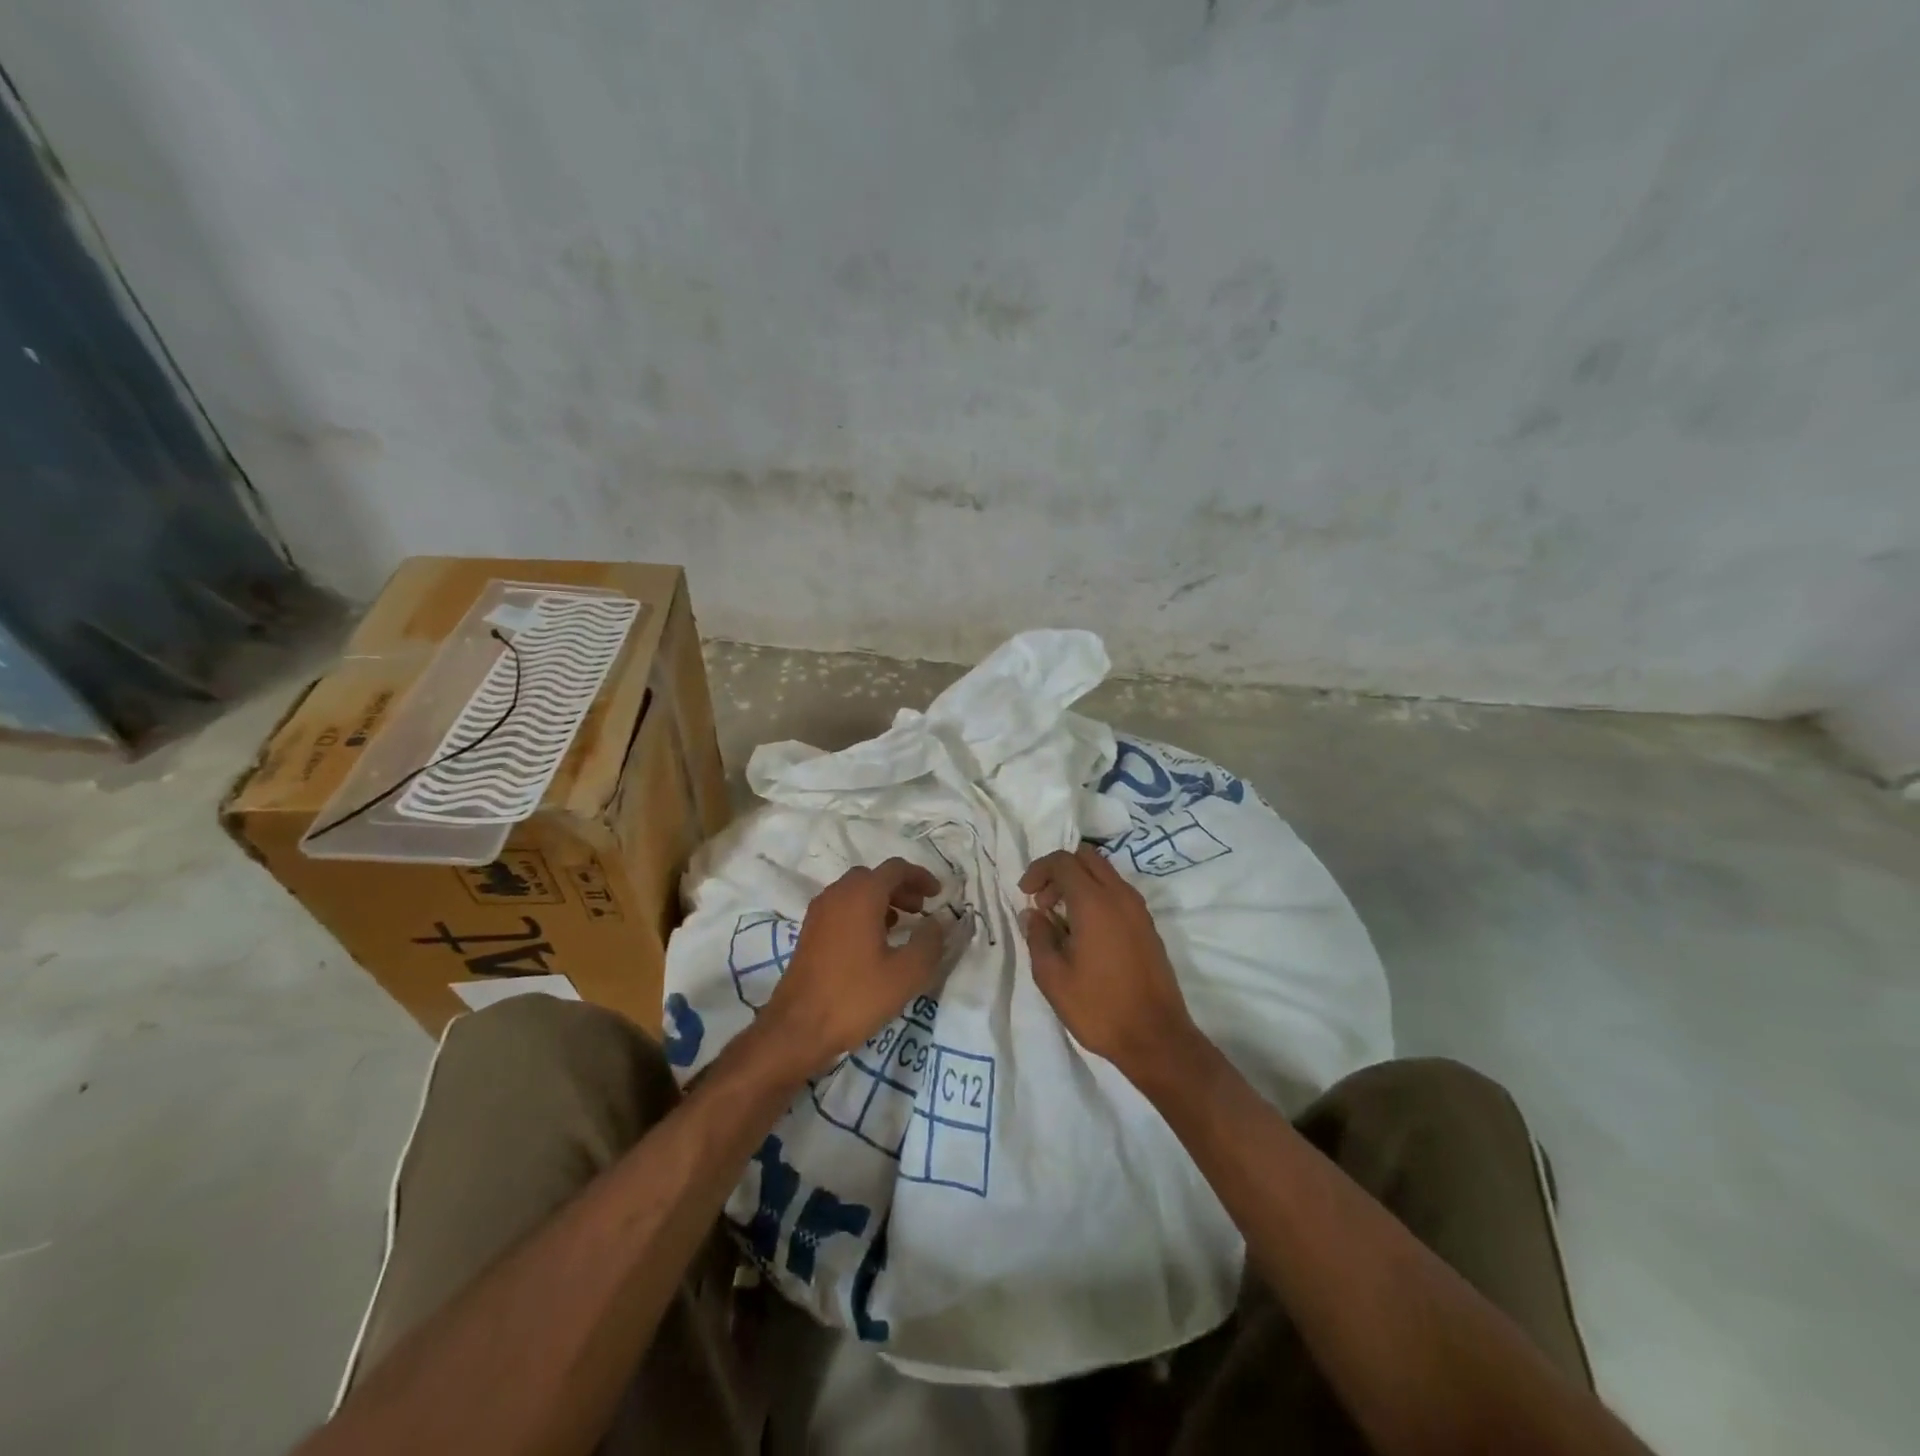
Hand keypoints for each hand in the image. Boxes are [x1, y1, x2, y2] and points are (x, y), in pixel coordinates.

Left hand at [758, 858, 946, 1075]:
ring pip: (856, 891)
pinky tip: (874, 942)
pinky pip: (842, 908)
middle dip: (901, 888)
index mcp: (861, 895)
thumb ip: (929, 942)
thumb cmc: (855, 997)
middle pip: (874, 877)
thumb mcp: (906, 973)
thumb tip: (937, 922)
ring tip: (901, 925)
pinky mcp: (810, 931)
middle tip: (920, 909)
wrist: (797, 1028)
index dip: (920, 877)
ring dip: (881, 900)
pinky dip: (862, 912)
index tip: (938, 894)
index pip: (895, 869)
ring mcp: (819, 912)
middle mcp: (837, 894)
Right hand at [1020, 845, 1199, 1084]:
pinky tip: (1085, 932)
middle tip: (1043, 902)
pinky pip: (1118, 893)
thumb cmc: (1098, 1007)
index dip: (1039, 870)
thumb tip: (1033, 915)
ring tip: (1061, 919)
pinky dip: (1097, 897)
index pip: (1063, 861)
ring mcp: (1139, 910)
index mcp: (1095, 902)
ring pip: (1105, 874)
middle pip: (1087, 858)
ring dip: (1080, 883)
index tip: (1025, 894)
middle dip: (1060, 871)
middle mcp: (1120, 896)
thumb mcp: (1053, 977)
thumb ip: (1038, 937)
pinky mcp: (1148, 926)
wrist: (1156, 1038)